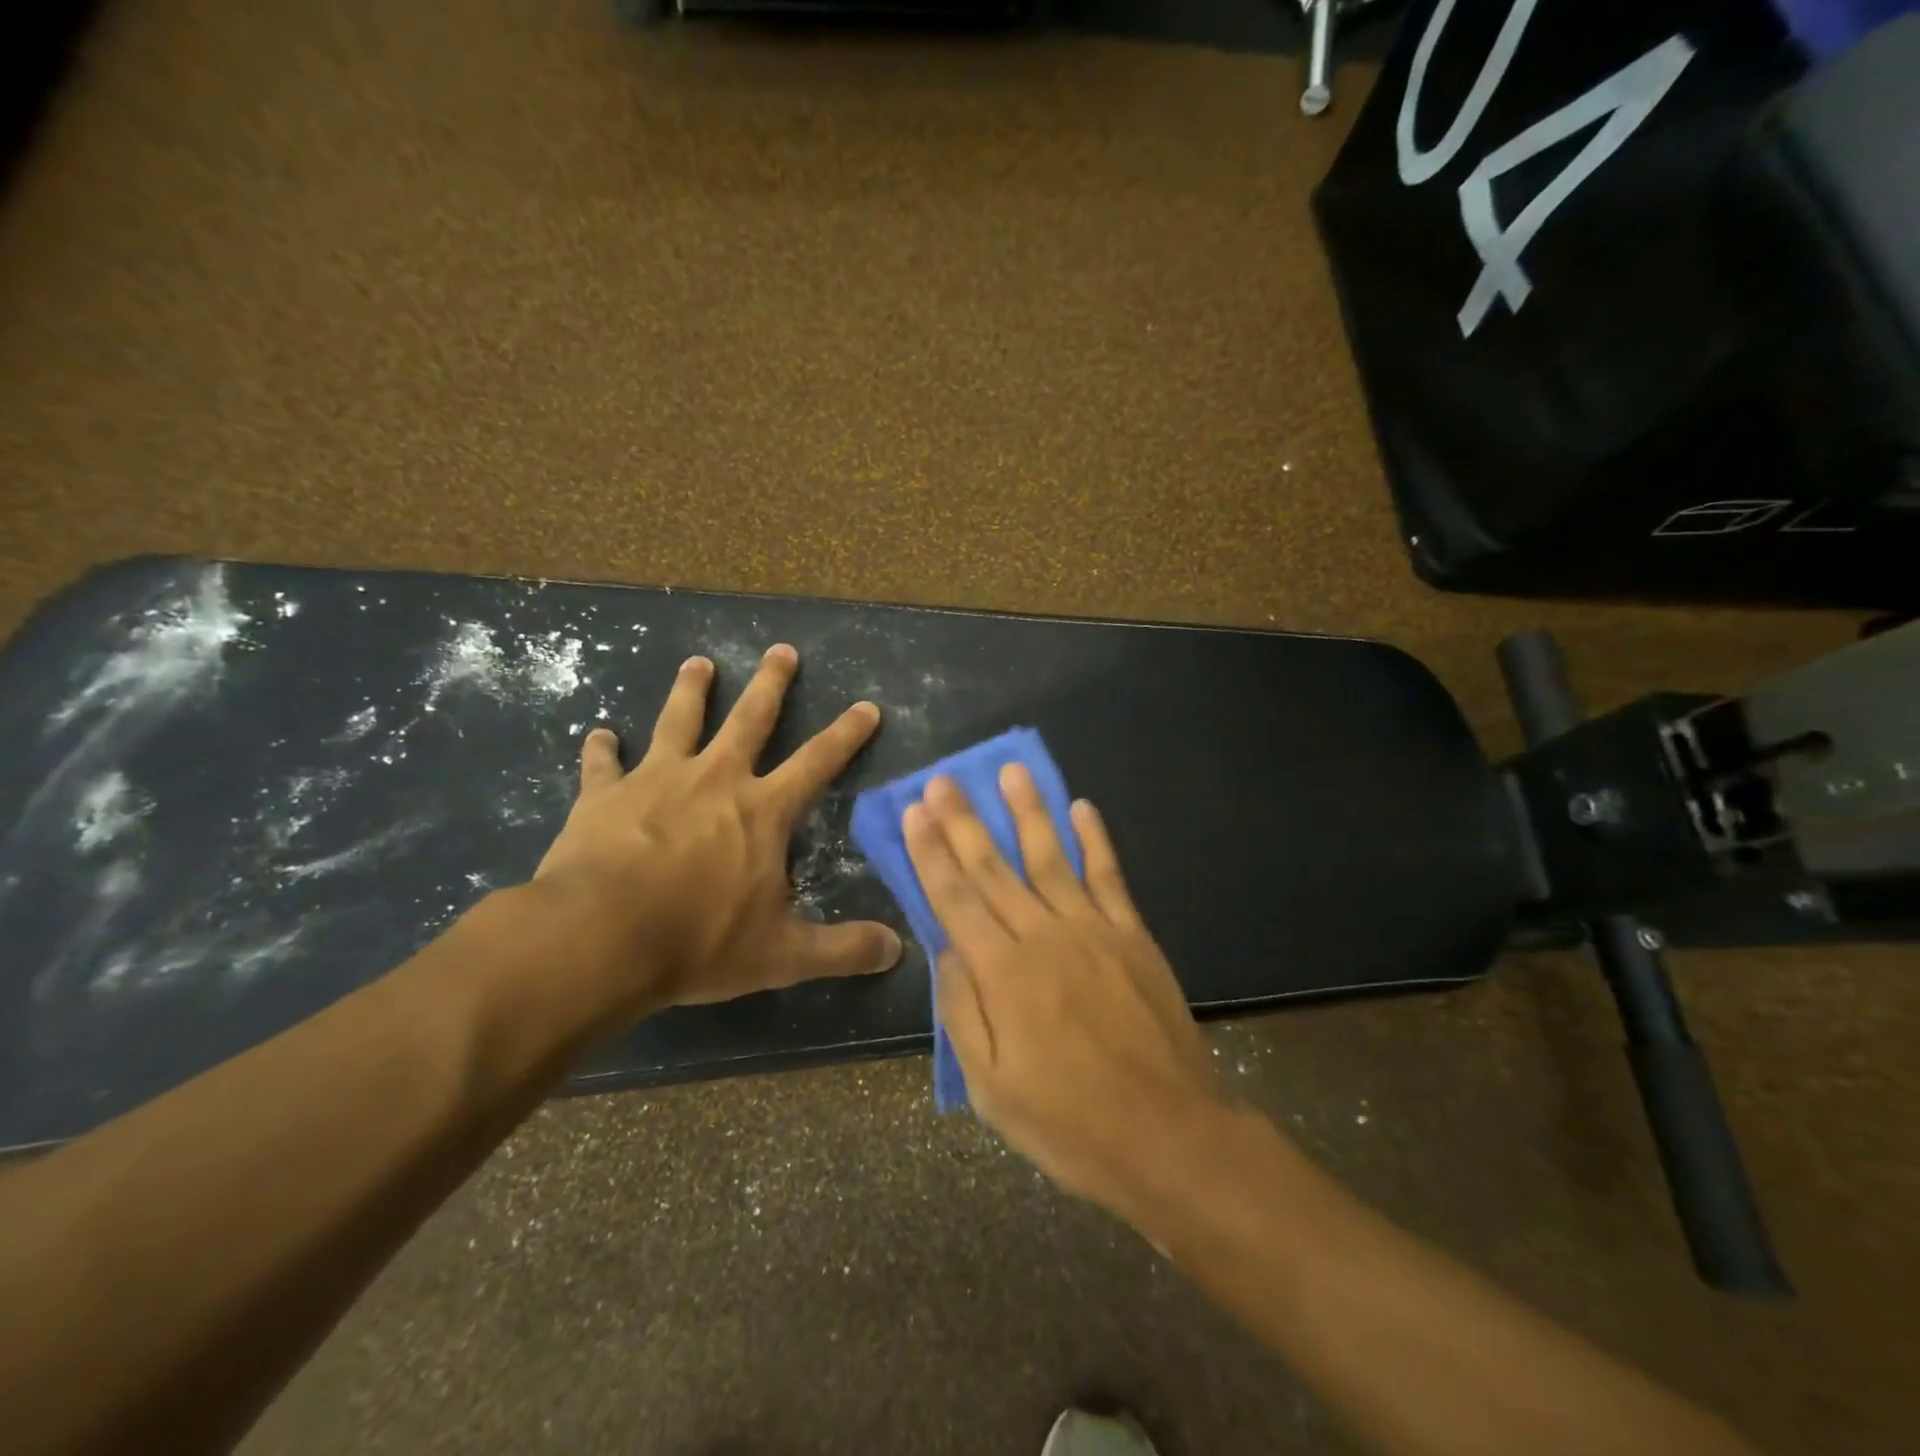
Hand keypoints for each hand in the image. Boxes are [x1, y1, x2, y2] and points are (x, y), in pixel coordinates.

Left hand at [528, 644, 902, 1022]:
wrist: (599, 939)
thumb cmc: (699, 941)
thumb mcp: (783, 954)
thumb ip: (843, 949)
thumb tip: (898, 950)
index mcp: (762, 810)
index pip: (818, 761)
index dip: (847, 734)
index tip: (866, 706)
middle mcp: (715, 779)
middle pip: (750, 718)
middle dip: (771, 683)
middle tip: (781, 649)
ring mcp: (656, 780)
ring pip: (679, 721)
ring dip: (690, 689)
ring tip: (698, 662)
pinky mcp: (602, 795)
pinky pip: (603, 765)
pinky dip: (601, 749)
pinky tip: (599, 735)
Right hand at [901, 766, 1220, 1218]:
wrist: (1168, 1137)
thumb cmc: (1068, 1123)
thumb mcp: (990, 1087)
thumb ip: (963, 1010)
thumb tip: (946, 948)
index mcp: (1002, 974)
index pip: (955, 898)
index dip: (931, 852)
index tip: (915, 811)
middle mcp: (1043, 937)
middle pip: (994, 868)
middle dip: (964, 821)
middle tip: (943, 779)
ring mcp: (1093, 931)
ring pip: (1051, 857)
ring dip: (1028, 811)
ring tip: (1011, 770)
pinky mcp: (1133, 937)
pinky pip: (1110, 878)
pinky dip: (1096, 840)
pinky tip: (1082, 807)